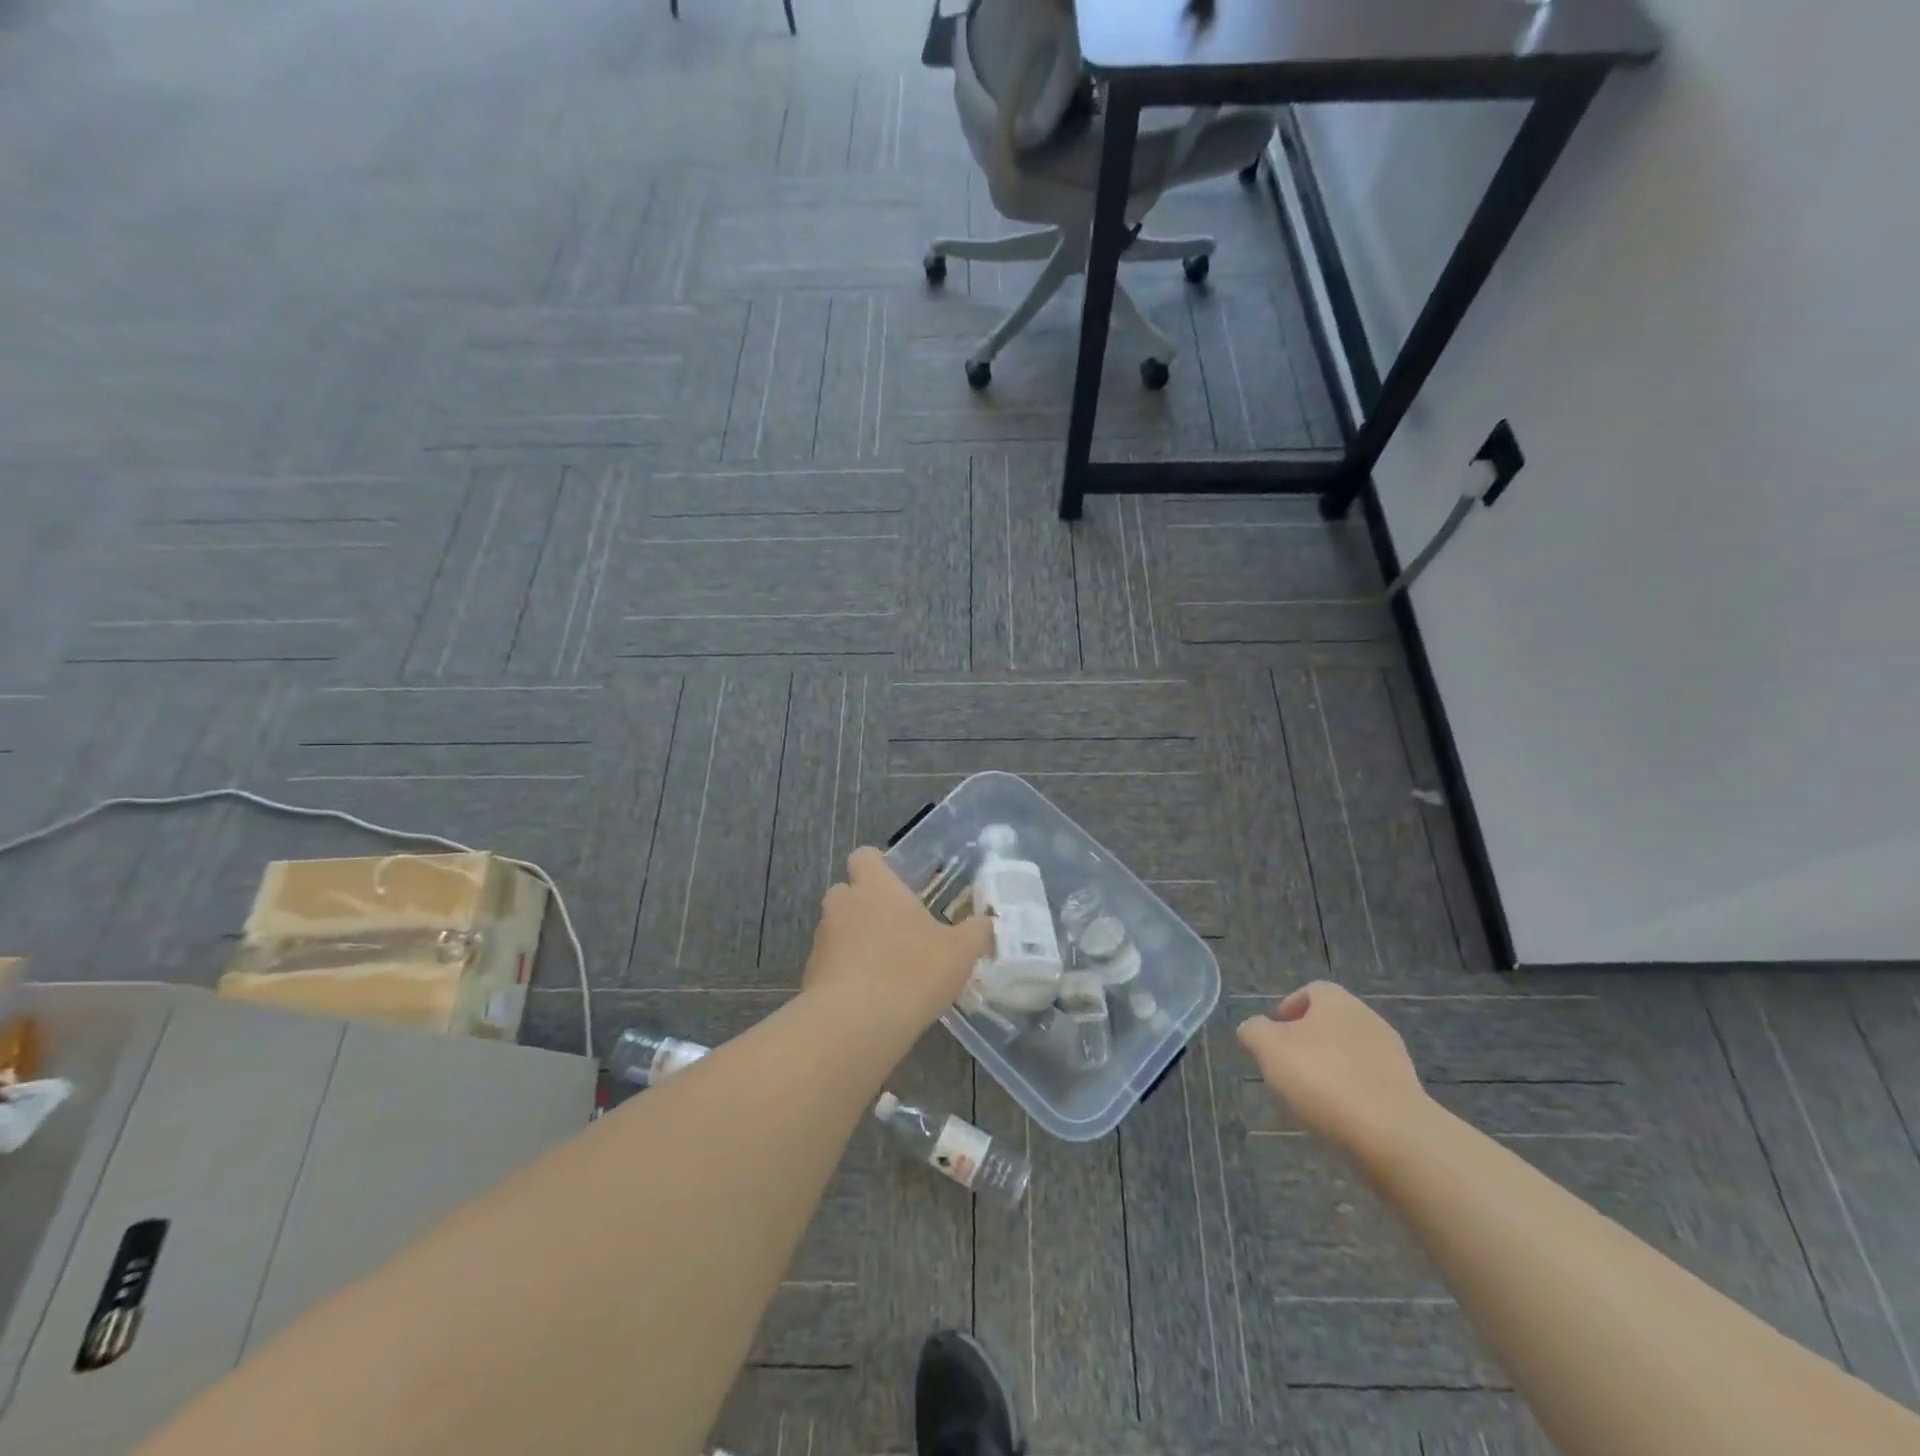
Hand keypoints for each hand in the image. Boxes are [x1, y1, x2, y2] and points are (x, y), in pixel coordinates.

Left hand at [803, 848, 994, 1025]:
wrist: (857, 1023)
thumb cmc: (913, 971)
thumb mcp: (960, 951)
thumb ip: (976, 932)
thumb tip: (986, 923)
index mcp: (876, 887)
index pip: (864, 856)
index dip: (876, 867)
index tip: (894, 885)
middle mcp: (843, 904)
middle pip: (845, 892)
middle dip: (863, 906)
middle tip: (892, 929)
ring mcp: (822, 939)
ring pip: (835, 929)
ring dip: (852, 941)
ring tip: (882, 970)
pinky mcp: (809, 975)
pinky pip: (828, 965)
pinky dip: (842, 974)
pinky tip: (866, 999)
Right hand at [1236, 982, 1428, 1153]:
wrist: (1393, 1134)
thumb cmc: (1322, 1077)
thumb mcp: (1267, 1047)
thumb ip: (1254, 1031)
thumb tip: (1254, 1030)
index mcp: (1337, 1001)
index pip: (1311, 991)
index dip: (1288, 1008)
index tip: (1273, 1035)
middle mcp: (1368, 1020)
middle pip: (1331, 1023)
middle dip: (1308, 1042)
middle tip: (1287, 1067)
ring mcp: (1393, 1058)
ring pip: (1351, 1054)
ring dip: (1331, 1069)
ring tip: (1311, 1098)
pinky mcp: (1408, 1094)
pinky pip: (1369, 1085)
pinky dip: (1352, 1095)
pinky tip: (1339, 1117)